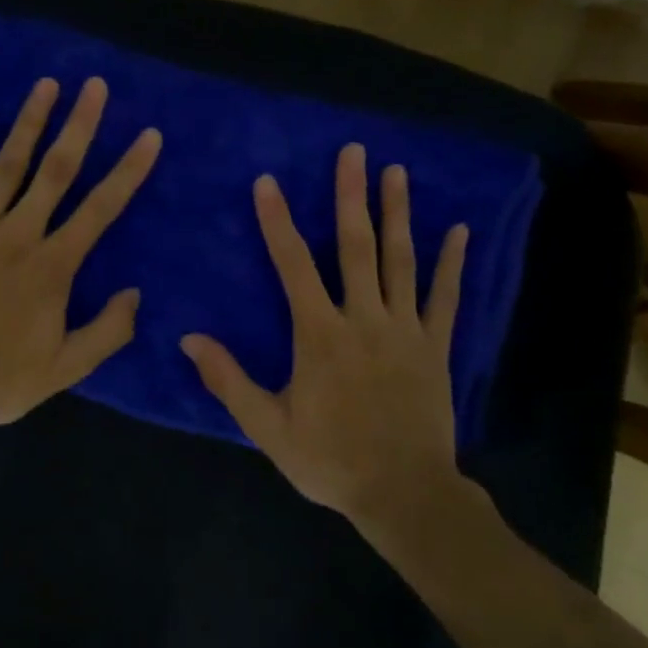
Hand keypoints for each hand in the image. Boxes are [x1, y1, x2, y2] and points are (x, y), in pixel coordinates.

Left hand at [0, 75, 161, 447]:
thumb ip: (107, 331)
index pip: (101, 208)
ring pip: (8, 164)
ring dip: (29, 122)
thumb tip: (135, 293)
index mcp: (53, 265)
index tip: (149, 135)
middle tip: (95, 86)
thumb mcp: (65, 369)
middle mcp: (19, 233)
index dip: (129, 171)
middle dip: (79, 125)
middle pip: (56, 170)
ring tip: (46, 84)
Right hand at [180, 143, 474, 528]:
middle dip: (350, 196)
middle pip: (355, 247)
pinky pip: (445, 298)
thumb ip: (229, 380)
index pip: (293, 266)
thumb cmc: (330, 460)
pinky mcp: (435, 347)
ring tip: (396, 171)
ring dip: (397, 213)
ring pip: (400, 261)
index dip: (278, 222)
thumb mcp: (268, 428)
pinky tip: (458, 230)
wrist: (404, 495)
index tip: (268, 182)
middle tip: (353, 152)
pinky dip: (451, 264)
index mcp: (320, 335)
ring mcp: (404, 330)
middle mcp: (363, 319)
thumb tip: (188, 339)